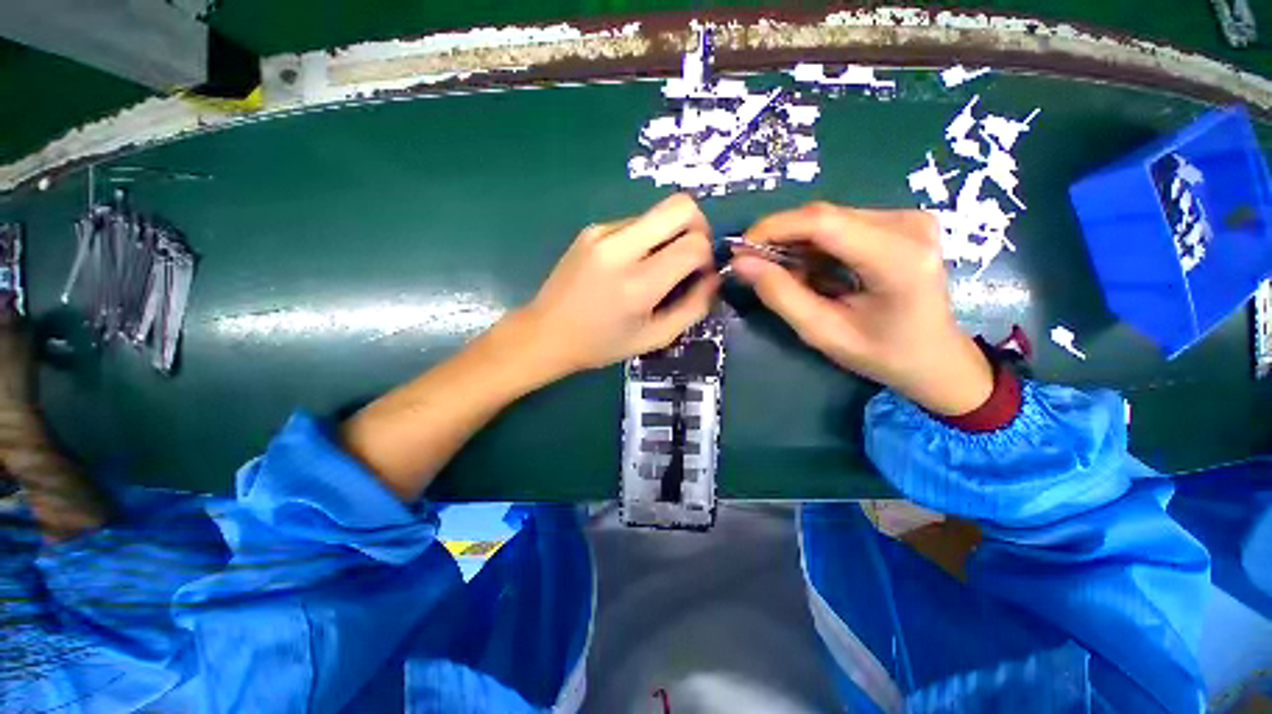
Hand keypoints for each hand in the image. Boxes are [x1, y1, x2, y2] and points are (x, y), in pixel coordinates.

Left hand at [517, 194, 718, 375]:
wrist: (546, 334)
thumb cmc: (602, 345)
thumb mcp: (655, 338)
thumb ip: (693, 308)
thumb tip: (714, 278)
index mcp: (637, 284)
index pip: (693, 245)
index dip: (707, 256)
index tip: (700, 275)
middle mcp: (620, 248)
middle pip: (680, 206)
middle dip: (698, 227)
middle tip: (691, 256)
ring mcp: (602, 233)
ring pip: (657, 212)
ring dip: (669, 234)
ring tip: (656, 267)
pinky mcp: (591, 229)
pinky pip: (635, 222)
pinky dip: (647, 238)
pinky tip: (632, 265)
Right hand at [731, 203, 992, 416]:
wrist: (936, 358)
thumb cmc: (882, 354)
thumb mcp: (823, 333)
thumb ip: (781, 296)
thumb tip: (741, 263)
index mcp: (898, 258)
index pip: (823, 222)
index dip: (774, 228)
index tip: (740, 249)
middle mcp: (908, 225)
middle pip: (824, 217)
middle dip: (781, 238)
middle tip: (754, 267)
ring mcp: (908, 219)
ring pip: (829, 219)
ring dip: (797, 244)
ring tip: (786, 276)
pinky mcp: (902, 222)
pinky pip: (842, 224)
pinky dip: (816, 245)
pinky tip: (811, 270)